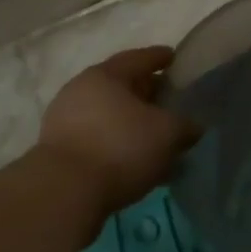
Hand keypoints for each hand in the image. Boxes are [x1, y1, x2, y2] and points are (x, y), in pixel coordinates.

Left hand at [38, 46, 199, 214]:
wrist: (63, 193)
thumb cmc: (120, 148)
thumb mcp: (166, 134)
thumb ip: (184, 126)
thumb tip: (193, 126)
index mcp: (106, 75)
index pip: (138, 58)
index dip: (159, 57)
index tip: (173, 58)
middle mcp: (80, 89)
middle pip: (119, 85)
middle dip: (144, 92)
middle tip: (165, 99)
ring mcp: (64, 120)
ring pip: (106, 114)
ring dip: (129, 122)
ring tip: (151, 136)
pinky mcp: (57, 151)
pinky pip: (95, 138)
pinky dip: (115, 143)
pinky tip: (131, 160)